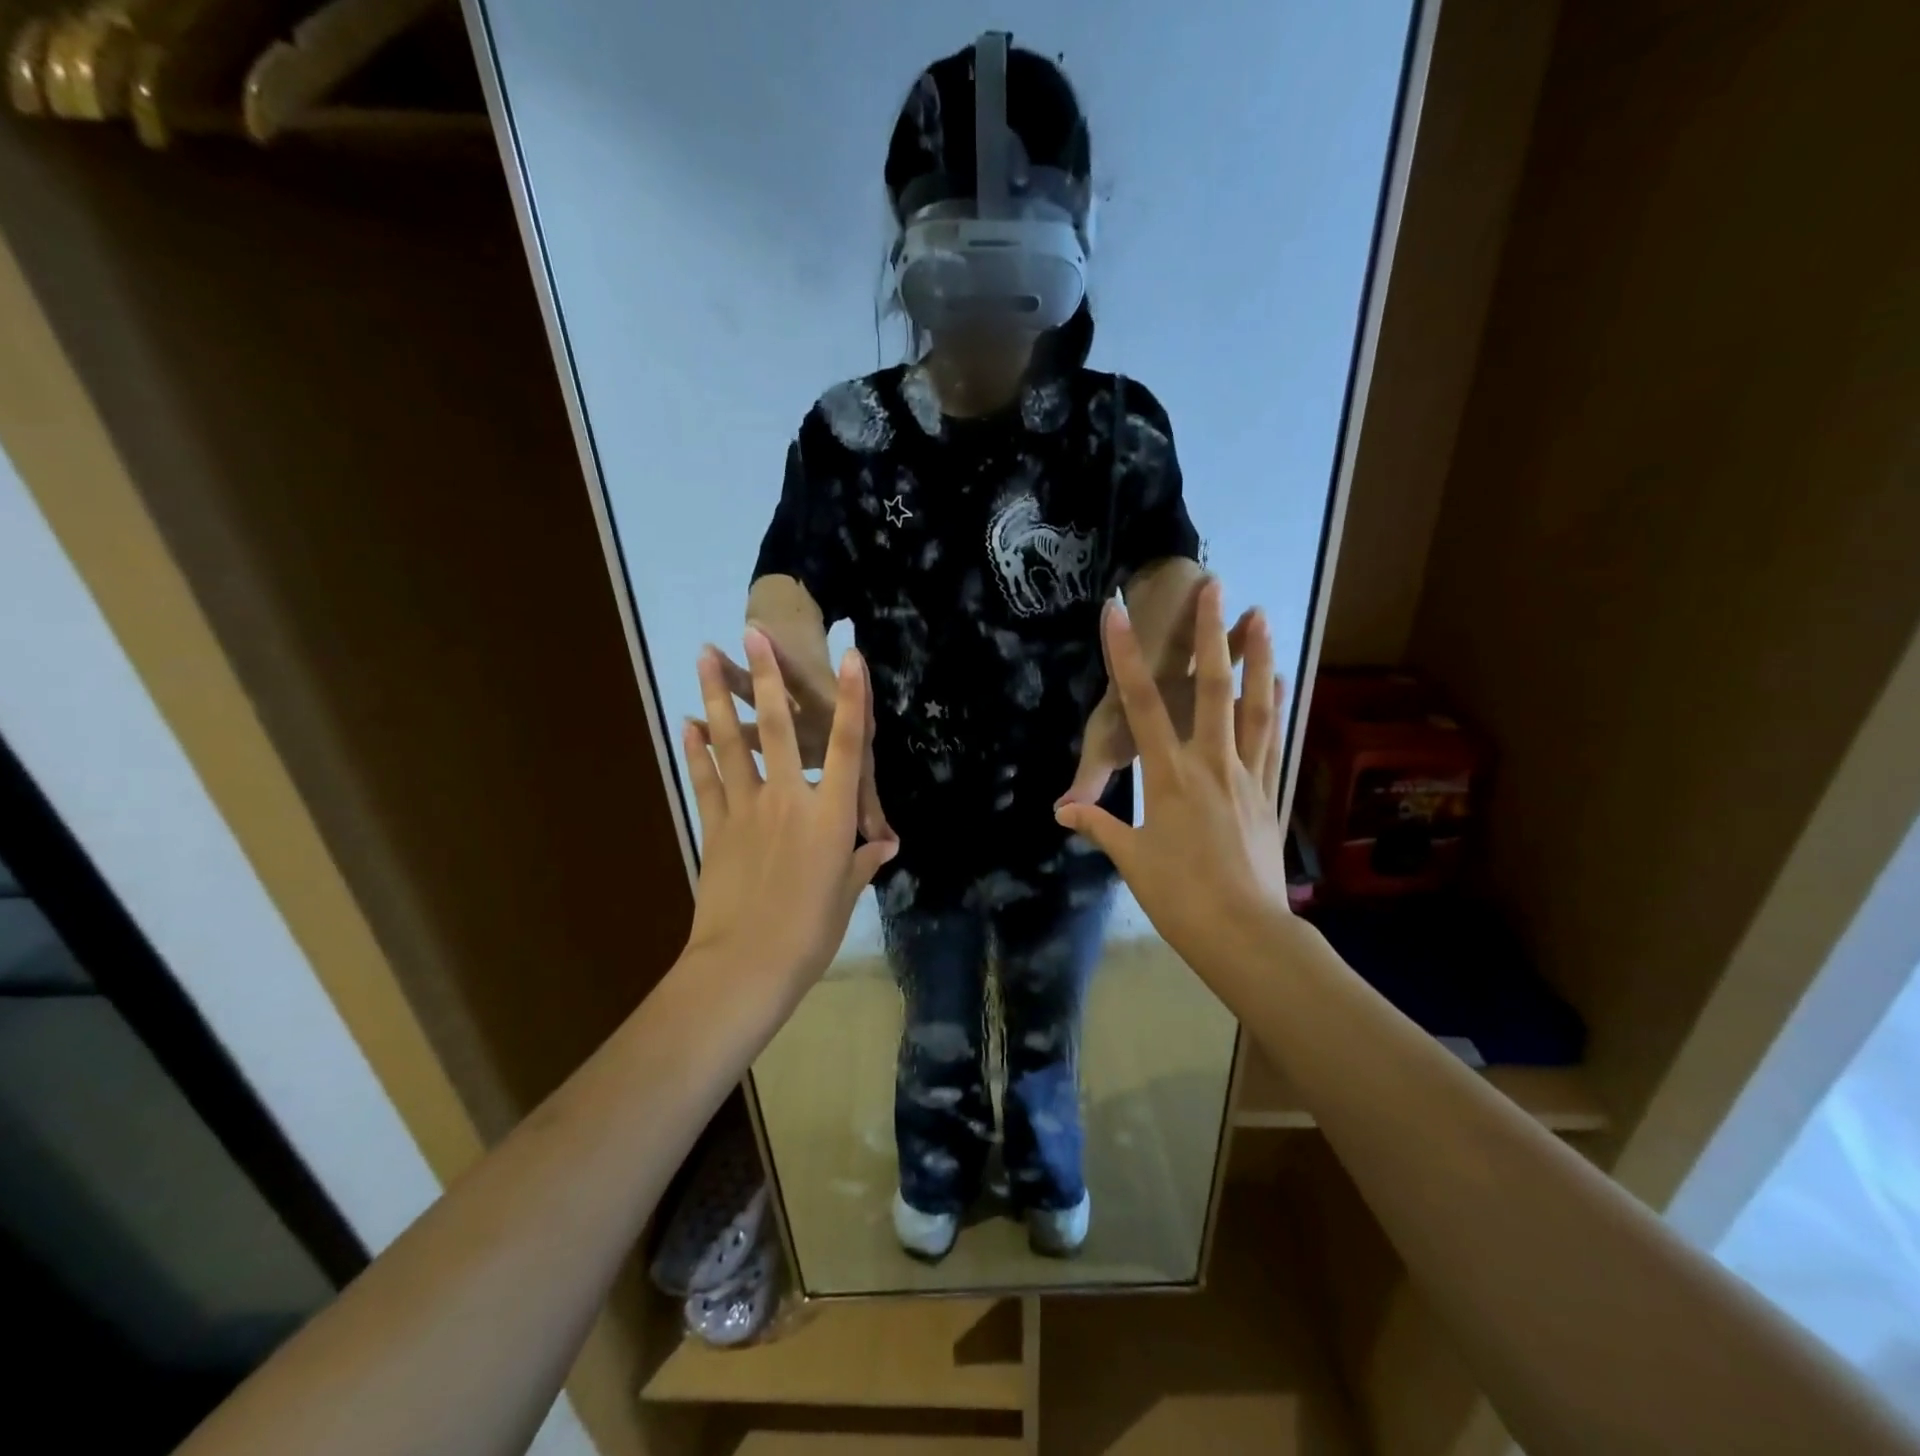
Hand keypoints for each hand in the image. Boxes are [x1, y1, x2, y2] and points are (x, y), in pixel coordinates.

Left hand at [684, 629, 898, 999]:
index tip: (851, 657)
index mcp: (829, 815)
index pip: (845, 746)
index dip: (851, 699)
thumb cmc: (811, 932)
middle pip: (776, 728)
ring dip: (716, 698)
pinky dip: (696, 750)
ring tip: (704, 657)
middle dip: (766, 677)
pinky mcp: (715, 828)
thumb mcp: (848, 894)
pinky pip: (705, 780)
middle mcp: (789, 799)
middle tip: (751, 633)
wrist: (746, 966)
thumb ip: (865, 861)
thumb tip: (886, 844)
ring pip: (730, 743)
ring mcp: (746, 810)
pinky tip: (687, 724)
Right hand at [1054, 583, 1287, 970]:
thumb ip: (1099, 826)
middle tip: (1216, 587)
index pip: (1141, 705)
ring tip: (1263, 616)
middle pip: (1212, 688)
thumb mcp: (1132, 860)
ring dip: (1258, 658)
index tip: (1114, 613)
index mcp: (1170, 775)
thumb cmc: (1180, 896)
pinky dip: (1277, 706)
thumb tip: (1063, 811)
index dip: (1123, 656)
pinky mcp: (1270, 792)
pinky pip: (1274, 739)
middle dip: (1210, 634)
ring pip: (1255, 705)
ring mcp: (1246, 774)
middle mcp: (1211, 762)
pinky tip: (1282, 683)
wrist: (1246, 932)